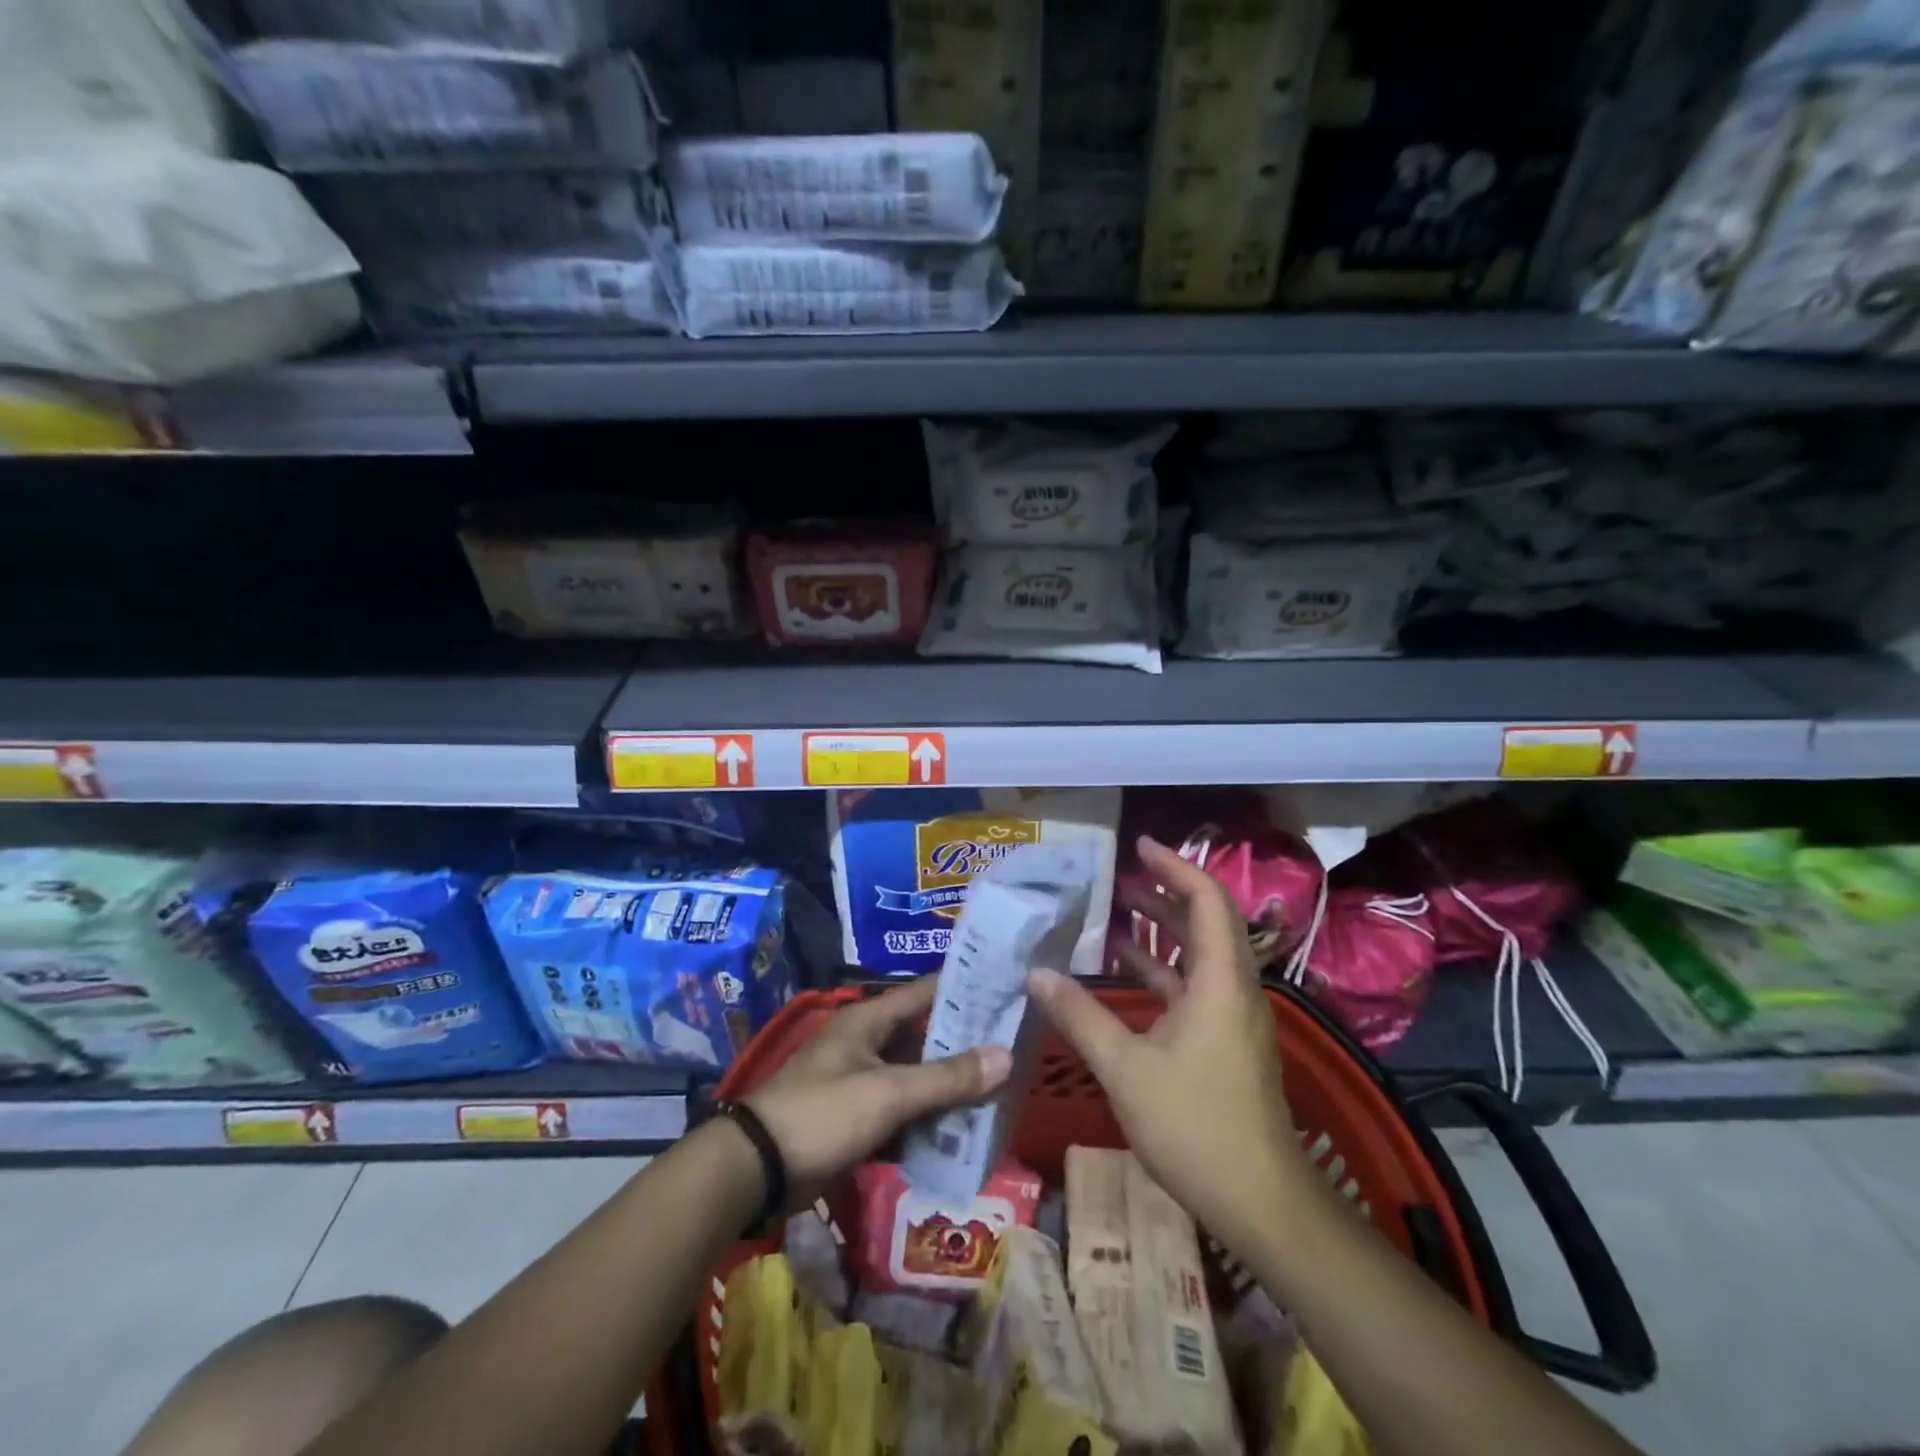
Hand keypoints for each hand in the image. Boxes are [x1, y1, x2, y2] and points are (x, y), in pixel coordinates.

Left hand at [746, 978, 1010, 1202]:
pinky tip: (958, 1131)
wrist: (756, 1168)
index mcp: (869, 1019)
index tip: (1005, 990)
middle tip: (1012, 1049)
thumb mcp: (888, 1093)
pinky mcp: (854, 1116)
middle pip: (923, 1036)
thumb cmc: (823, 1114)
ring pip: (914, 1075)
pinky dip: (925, 1117)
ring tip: (996, 1092)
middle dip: (963, 1045)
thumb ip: (947, 1077)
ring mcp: (858, 1079)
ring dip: (947, 1086)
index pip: (925, 992)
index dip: (964, 989)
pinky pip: (900, 1109)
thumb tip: (1006, 1056)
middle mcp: (865, 1041)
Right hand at [1028, 836, 1300, 1247]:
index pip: (1206, 900)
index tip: (1139, 847)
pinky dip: (1160, 970)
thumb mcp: (1126, 1068)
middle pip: (1204, 921)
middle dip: (1162, 893)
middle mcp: (1233, 988)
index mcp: (1220, 981)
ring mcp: (1231, 1017)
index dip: (1175, 867)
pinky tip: (1123, 972)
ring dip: (1160, 930)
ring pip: (1197, 954)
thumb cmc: (1196, 1126)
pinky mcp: (1224, 1042)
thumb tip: (1036, 974)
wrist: (1262, 1202)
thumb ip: (1080, 1017)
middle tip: (1117, 875)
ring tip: (1114, 911)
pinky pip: (1192, 986)